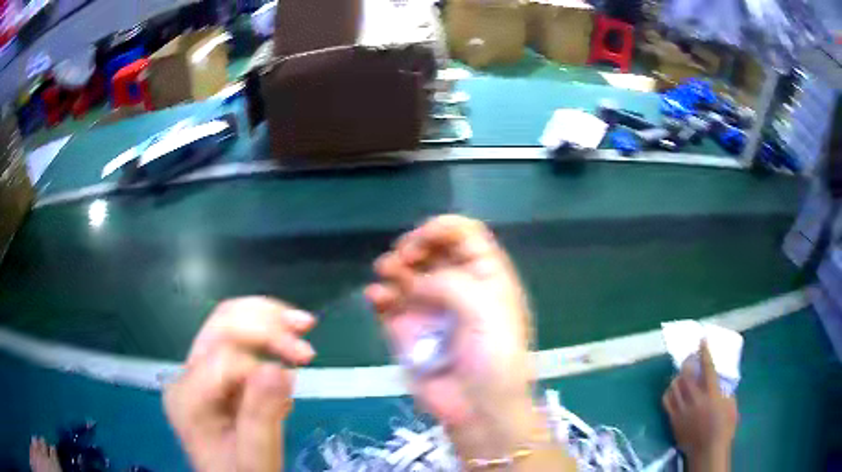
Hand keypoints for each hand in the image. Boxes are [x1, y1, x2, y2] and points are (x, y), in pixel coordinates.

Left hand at [164, 297, 316, 471]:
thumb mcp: (256, 458)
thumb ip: (261, 418)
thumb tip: (279, 369)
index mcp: (188, 398)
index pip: (224, 358)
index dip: (263, 357)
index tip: (302, 367)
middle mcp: (185, 377)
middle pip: (220, 326)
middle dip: (265, 320)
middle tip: (305, 326)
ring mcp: (197, 373)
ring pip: (227, 323)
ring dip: (266, 318)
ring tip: (302, 323)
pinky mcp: (212, 375)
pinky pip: (236, 341)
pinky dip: (265, 336)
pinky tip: (286, 349)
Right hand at [365, 215, 544, 461]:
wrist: (476, 407)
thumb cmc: (492, 356)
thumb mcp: (486, 310)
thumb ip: (450, 283)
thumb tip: (417, 279)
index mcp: (486, 275)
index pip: (464, 235)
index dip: (442, 229)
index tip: (421, 240)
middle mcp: (457, 285)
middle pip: (432, 249)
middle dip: (414, 246)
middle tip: (403, 258)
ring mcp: (430, 307)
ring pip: (406, 271)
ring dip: (393, 266)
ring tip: (388, 275)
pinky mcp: (406, 328)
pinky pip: (388, 301)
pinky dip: (379, 294)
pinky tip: (377, 298)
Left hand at [663, 340, 738, 470]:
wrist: (707, 451)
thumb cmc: (724, 428)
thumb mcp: (731, 405)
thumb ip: (725, 391)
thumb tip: (720, 383)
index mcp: (711, 393)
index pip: (707, 367)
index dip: (704, 351)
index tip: (702, 339)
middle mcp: (695, 399)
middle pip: (686, 375)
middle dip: (687, 362)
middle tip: (689, 358)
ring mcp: (682, 410)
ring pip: (674, 387)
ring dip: (677, 377)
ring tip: (681, 374)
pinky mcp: (673, 421)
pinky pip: (667, 403)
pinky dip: (669, 393)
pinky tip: (672, 391)